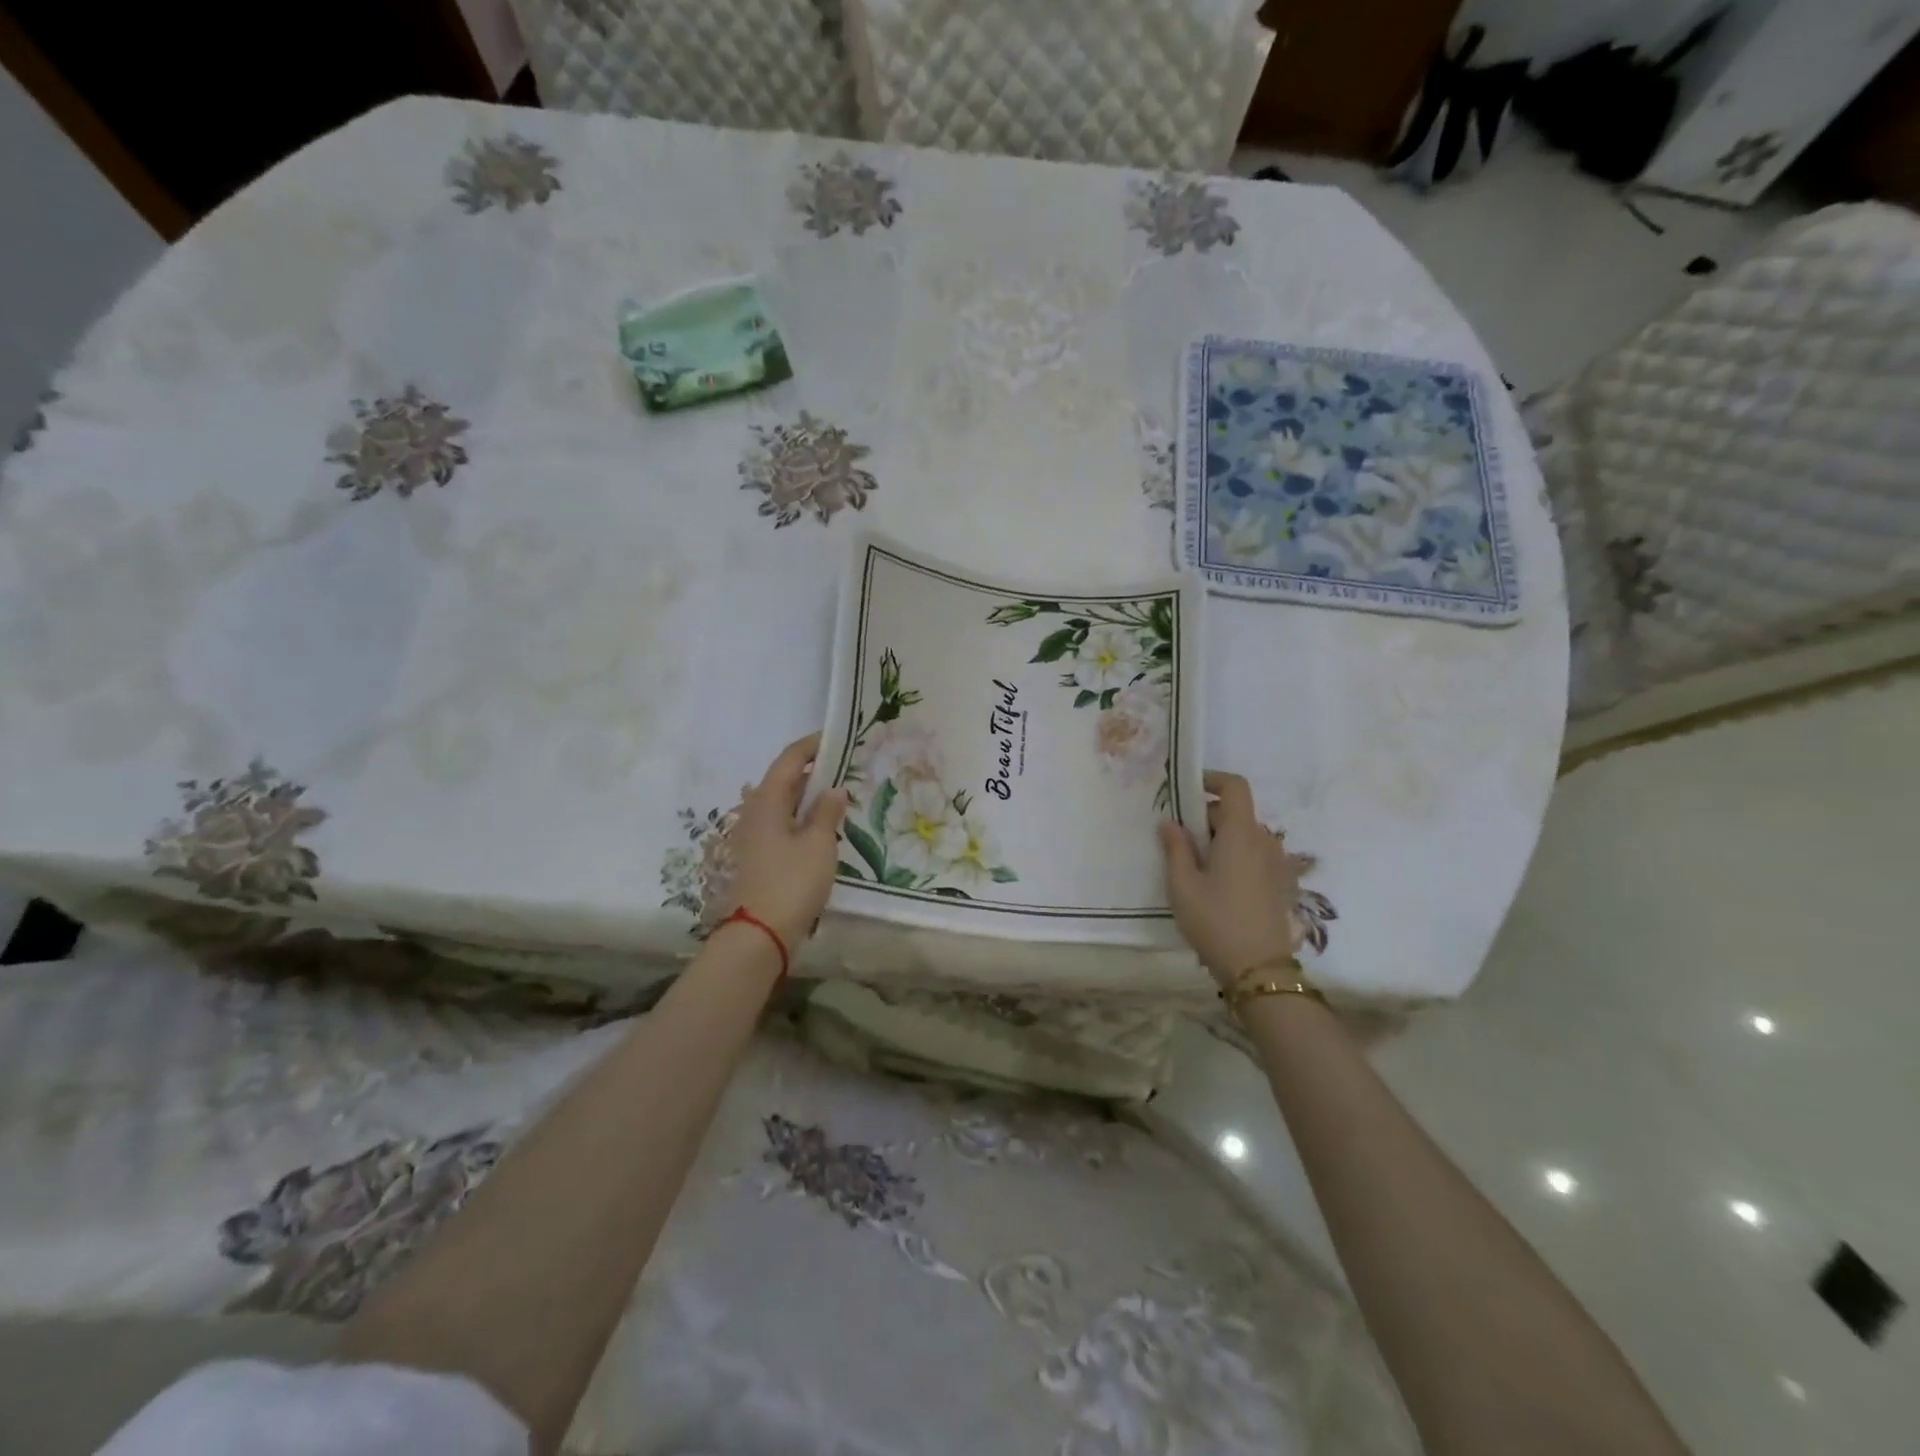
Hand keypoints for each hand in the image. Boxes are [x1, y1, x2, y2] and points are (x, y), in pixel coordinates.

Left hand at [721, 734, 849, 950]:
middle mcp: (755, 812)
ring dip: (808, 797)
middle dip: (813, 771)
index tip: (837, 738)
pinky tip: (822, 829)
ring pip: (783, 804)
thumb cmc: (791, 882)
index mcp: (767, 801)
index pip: (790, 760)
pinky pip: (782, 824)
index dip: (812, 746)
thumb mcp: (819, 844)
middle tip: (845, 768)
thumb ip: (827, 812)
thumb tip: (834, 789)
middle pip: (784, 780)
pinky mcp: (758, 856)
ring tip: (838, 796)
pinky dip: (802, 818)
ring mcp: (753, 836)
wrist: (758, 934)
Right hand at [1159, 770, 1303, 987]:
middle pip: (1236, 812)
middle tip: (1179, 840)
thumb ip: (1175, 847)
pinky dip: (1236, 856)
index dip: (1212, 780)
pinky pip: (1256, 855)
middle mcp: (1264, 841)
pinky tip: (1218, 884)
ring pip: (1246, 835)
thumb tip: (1169, 822)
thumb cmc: (1215, 920)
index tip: (1188, 790)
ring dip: (1221, 839)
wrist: (1258, 969)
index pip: (1235, 786)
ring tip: (1196, 866)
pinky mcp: (1282, 884)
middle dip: (1207, 817)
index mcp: (1240, 833)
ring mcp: (1278, 863)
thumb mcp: (1182, 885)